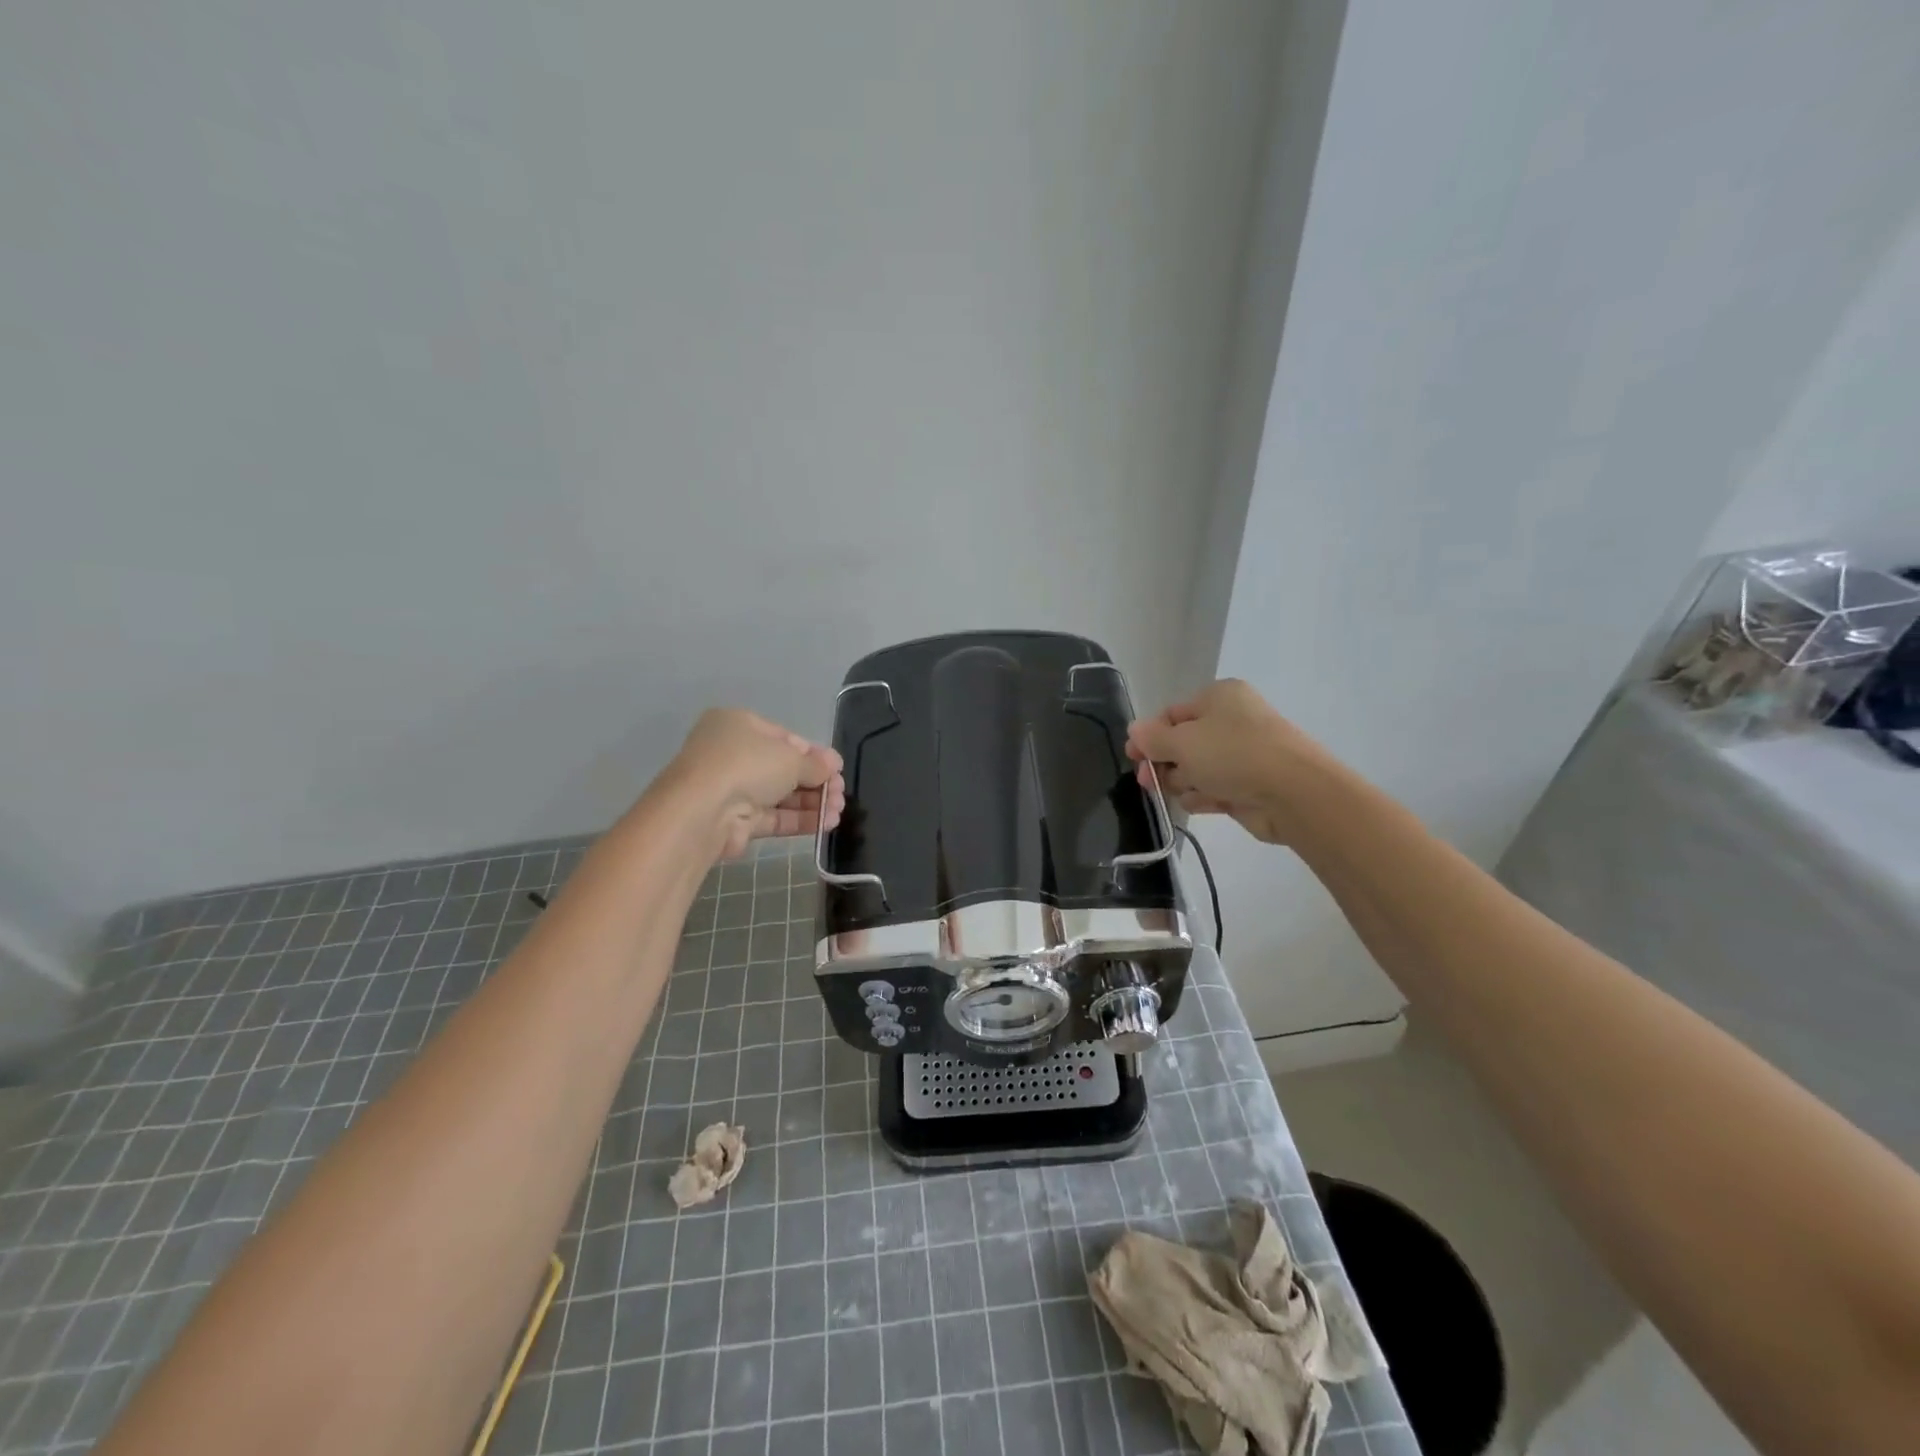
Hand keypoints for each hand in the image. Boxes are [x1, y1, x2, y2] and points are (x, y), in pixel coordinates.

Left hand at [658, 709, 844, 859]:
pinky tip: (825, 824)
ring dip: (812, 803)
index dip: (814, 754)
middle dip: (816, 782)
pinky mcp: (735, 821)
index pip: (785, 738)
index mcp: (739, 725)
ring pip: (780, 795)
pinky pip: (773, 817)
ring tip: (839, 812)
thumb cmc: (747, 765)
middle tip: (841, 794)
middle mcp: (732, 754)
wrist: (703, 811)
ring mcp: (732, 789)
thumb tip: (833, 766)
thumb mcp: (790, 758)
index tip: (837, 769)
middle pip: (784, 768)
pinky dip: (799, 819)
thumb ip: (815, 764)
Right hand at [1125, 679, 1329, 845]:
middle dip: (1163, 762)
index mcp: (1219, 697)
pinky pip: (1213, 789)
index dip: (1149, 735)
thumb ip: (1153, 738)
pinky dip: (1203, 796)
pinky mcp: (1247, 786)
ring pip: (1196, 769)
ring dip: (1183, 781)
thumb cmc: (1233, 754)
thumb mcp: (1183, 741)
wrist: (1293, 792)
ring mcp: (1241, 755)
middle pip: (1182, 743)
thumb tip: (1134, 731)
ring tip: (1186, 790)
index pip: (1172, 714)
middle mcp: (1231, 721)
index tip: (1132, 756)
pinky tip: (1200, 802)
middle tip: (1147, 780)